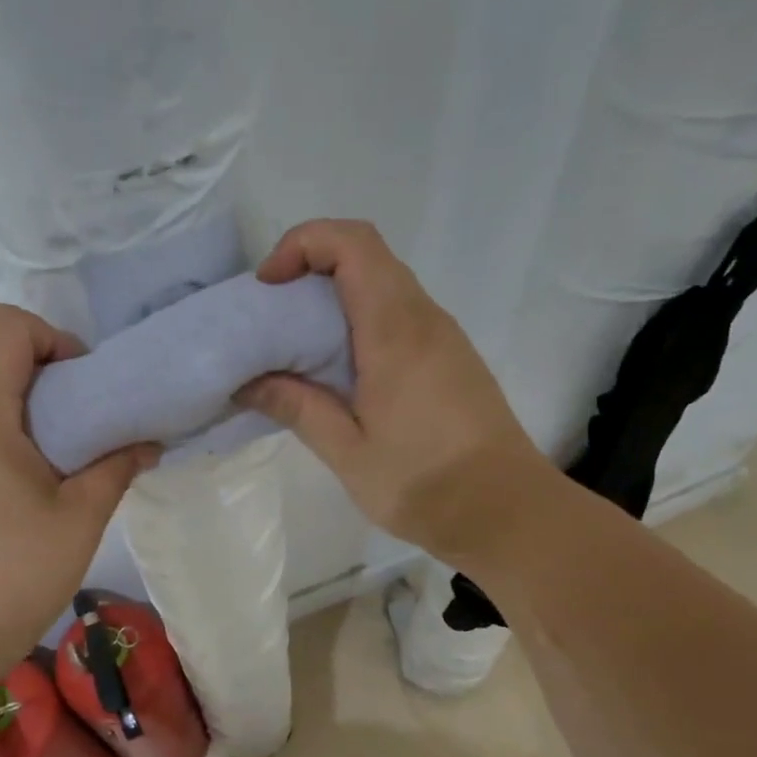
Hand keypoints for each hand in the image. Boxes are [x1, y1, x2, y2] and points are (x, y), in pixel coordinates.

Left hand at [0, 305, 158, 667]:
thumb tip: (147, 442)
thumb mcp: (80, 518)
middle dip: (41, 373)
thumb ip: (116, 466)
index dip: (54, 341)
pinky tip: (13, 480)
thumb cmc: (12, 574)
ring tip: (49, 456)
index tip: (84, 389)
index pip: (7, 326)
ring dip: (15, 402)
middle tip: (78, 425)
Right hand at [239, 219, 551, 563]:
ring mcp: (443, 337)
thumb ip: (298, 408)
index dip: (303, 244)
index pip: (353, 244)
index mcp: (396, 332)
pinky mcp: (450, 359)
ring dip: (334, 297)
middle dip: (310, 268)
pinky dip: (358, 322)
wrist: (508, 512)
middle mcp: (425, 319)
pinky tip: (338, 372)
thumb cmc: (425, 484)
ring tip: (295, 346)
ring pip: (383, 285)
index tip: (268, 287)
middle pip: (366, 256)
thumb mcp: (348, 453)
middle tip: (272, 316)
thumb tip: (247, 382)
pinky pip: (399, 315)